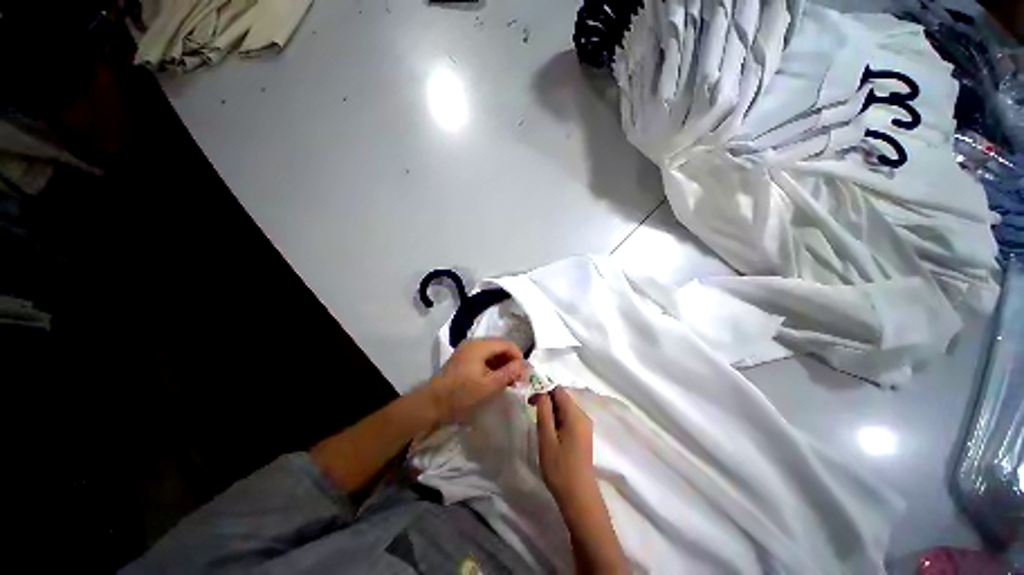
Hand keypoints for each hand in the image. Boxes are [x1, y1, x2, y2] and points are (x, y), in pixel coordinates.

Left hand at [426, 339, 527, 424]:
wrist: (431, 403)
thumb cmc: (461, 394)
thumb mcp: (489, 386)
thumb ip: (509, 373)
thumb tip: (525, 365)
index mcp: (480, 346)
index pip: (507, 344)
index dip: (518, 357)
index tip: (524, 374)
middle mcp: (473, 343)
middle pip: (500, 346)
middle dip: (511, 361)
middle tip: (517, 379)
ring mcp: (467, 350)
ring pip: (492, 352)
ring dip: (502, 364)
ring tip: (508, 381)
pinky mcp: (463, 358)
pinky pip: (483, 357)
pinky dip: (492, 366)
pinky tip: (495, 379)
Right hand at [533, 387, 595, 504]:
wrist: (579, 497)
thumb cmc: (560, 468)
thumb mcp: (546, 438)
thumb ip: (544, 411)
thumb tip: (541, 391)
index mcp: (575, 414)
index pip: (558, 390)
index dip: (543, 390)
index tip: (529, 401)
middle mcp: (583, 415)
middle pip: (562, 398)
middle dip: (546, 401)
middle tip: (532, 414)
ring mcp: (585, 425)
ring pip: (565, 408)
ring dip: (551, 411)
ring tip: (541, 427)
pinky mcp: (583, 434)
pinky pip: (569, 418)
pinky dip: (558, 419)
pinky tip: (551, 434)